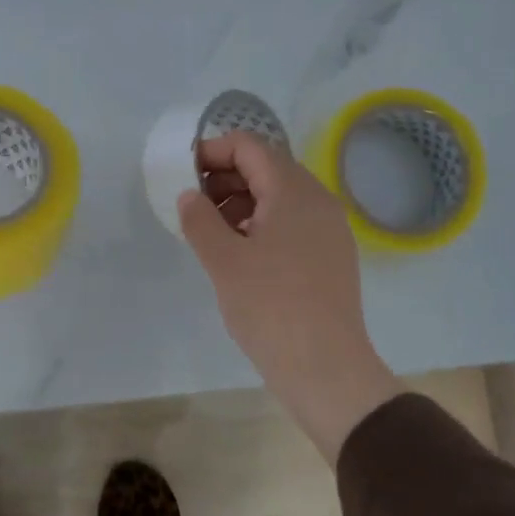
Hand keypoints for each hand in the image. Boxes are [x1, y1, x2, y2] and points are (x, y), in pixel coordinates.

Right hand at [179, 132, 400, 462]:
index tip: (183, 174)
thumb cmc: (271, 308)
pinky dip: (262, 223)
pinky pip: (293, 222)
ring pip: (280, 196)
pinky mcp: (331, 255)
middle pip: (267, 167)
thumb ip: (200, 220)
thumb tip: (190, 195)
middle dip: (225, 177)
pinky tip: (241, 253)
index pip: (250, 146)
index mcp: (293, 191)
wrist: (326, 369)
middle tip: (193, 205)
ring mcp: (329, 228)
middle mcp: (318, 200)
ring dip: (242, 201)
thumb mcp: (223, 262)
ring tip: (212, 231)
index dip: (212, 151)